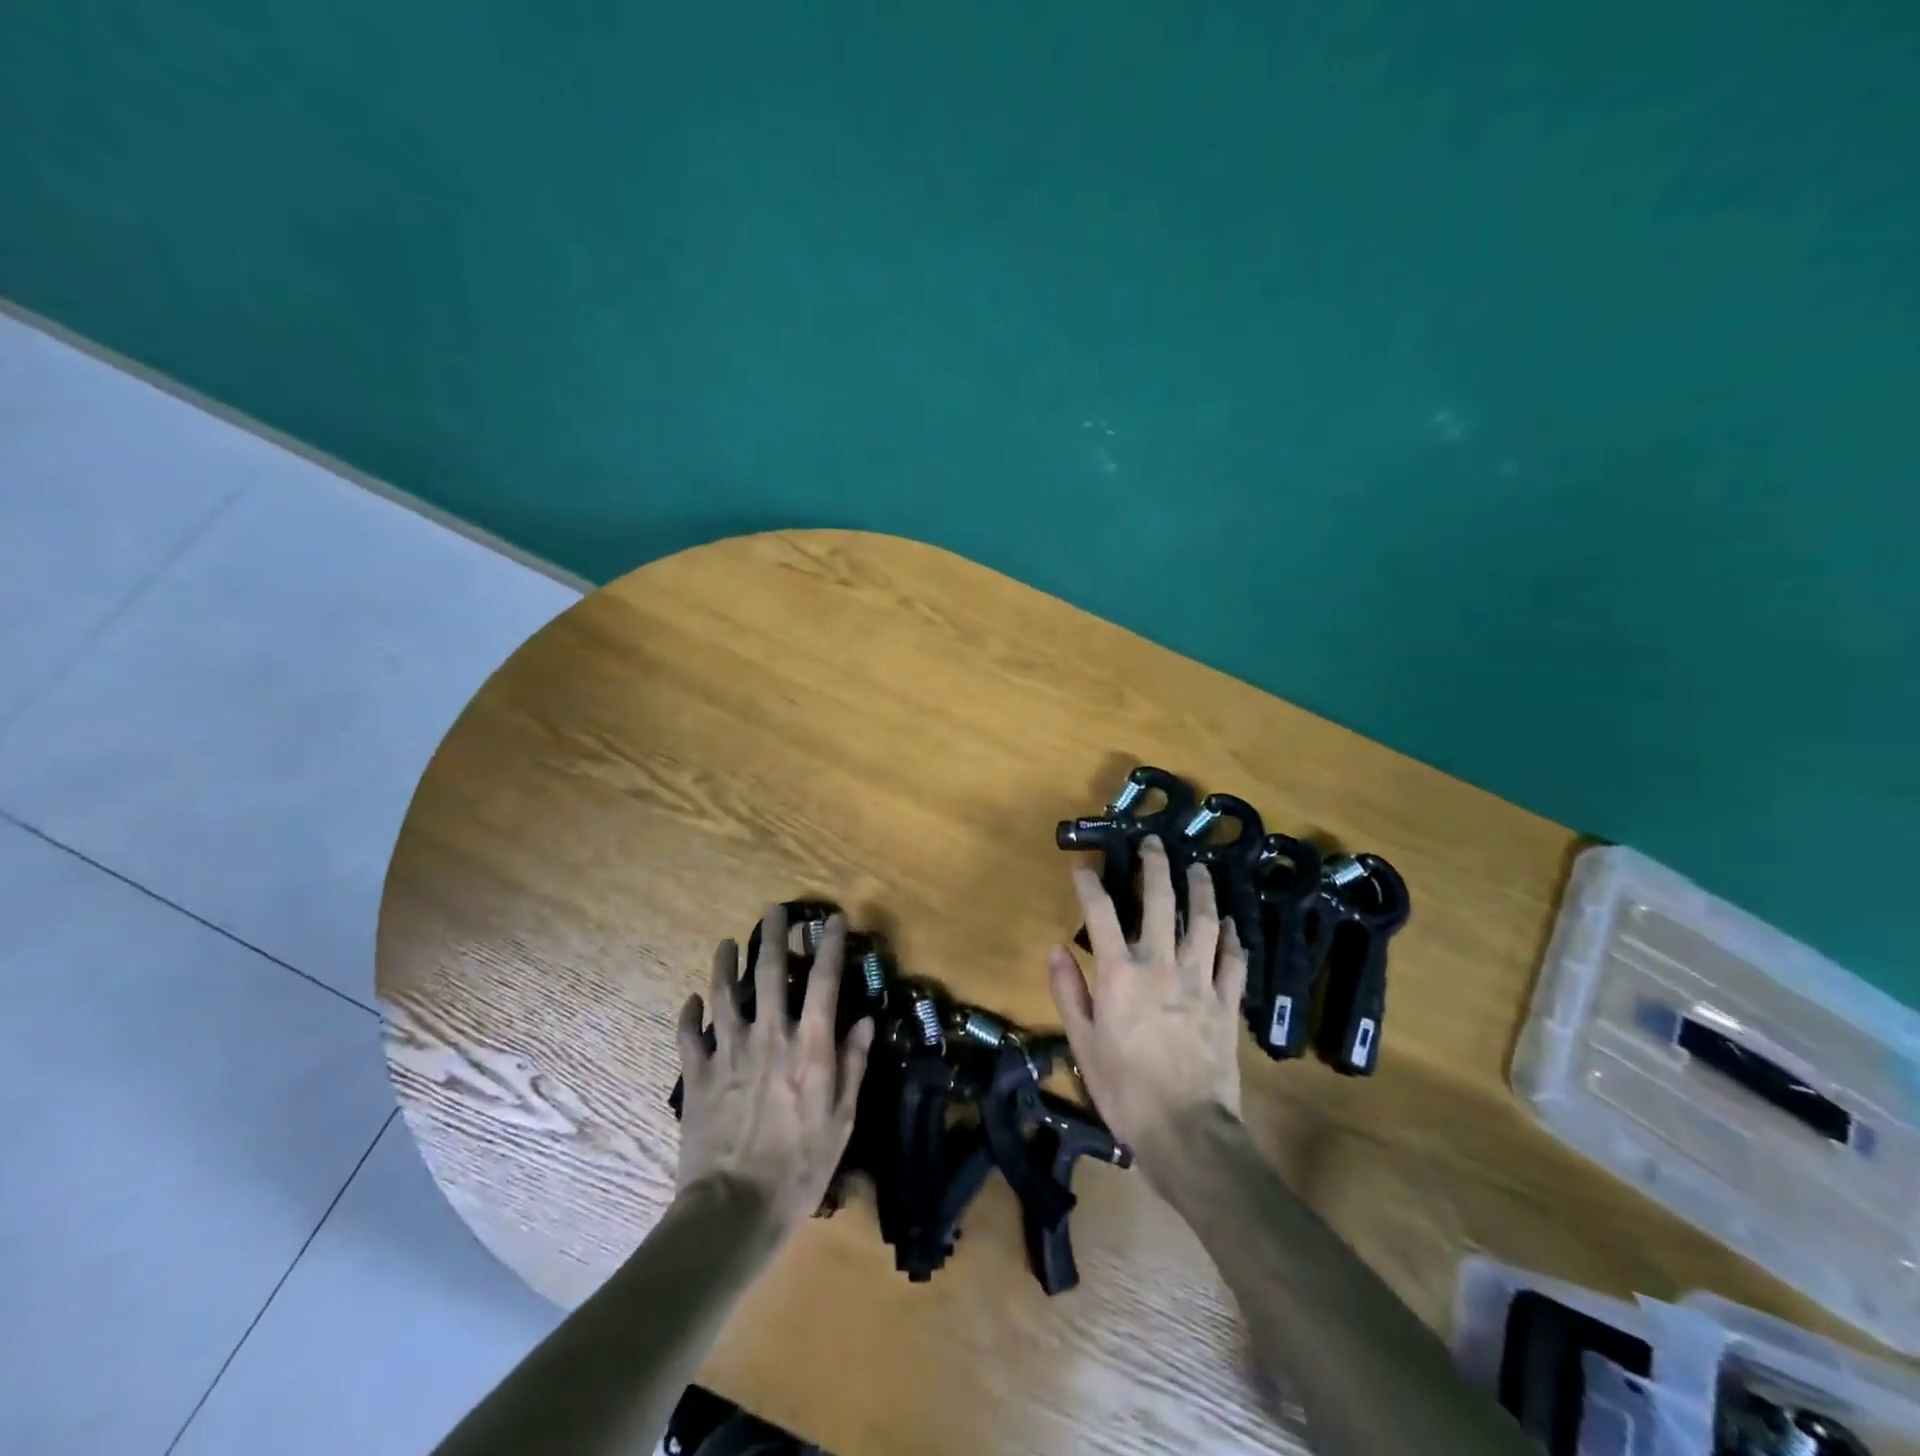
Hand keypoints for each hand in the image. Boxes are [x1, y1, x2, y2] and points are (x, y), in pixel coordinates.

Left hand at [675, 906, 875, 1231]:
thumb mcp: (842, 1120)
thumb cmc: (799, 1167)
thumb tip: (865, 1021)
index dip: (829, 945)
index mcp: (809, 1046)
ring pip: (724, 994)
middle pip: (768, 972)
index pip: (823, 981)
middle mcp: (769, 1036)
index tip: (832, 919)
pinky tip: (692, 1001)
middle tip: (773, 911)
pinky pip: (689, 1035)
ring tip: (726, 943)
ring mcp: (728, 1052)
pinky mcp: (697, 1075)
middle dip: (773, 936)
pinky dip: (689, 1014)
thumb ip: (852, 1065)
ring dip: (725, 964)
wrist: (734, 1209)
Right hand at [1049, 836, 1247, 1176]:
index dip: (1089, 884)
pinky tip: (1231, 923)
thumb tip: (1054, 949)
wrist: (1186, 1130)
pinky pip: (1234, 960)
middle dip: (1156, 865)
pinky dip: (1233, 937)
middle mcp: (1160, 963)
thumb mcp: (1082, 1042)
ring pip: (1205, 921)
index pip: (1100, 913)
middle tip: (1154, 841)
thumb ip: (1068, 991)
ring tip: (1199, 867)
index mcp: (1120, 973)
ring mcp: (1199, 980)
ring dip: (1201, 889)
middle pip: (1161, 900)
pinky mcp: (1226, 1001)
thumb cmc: (1124, 1088)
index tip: (1082, 867)